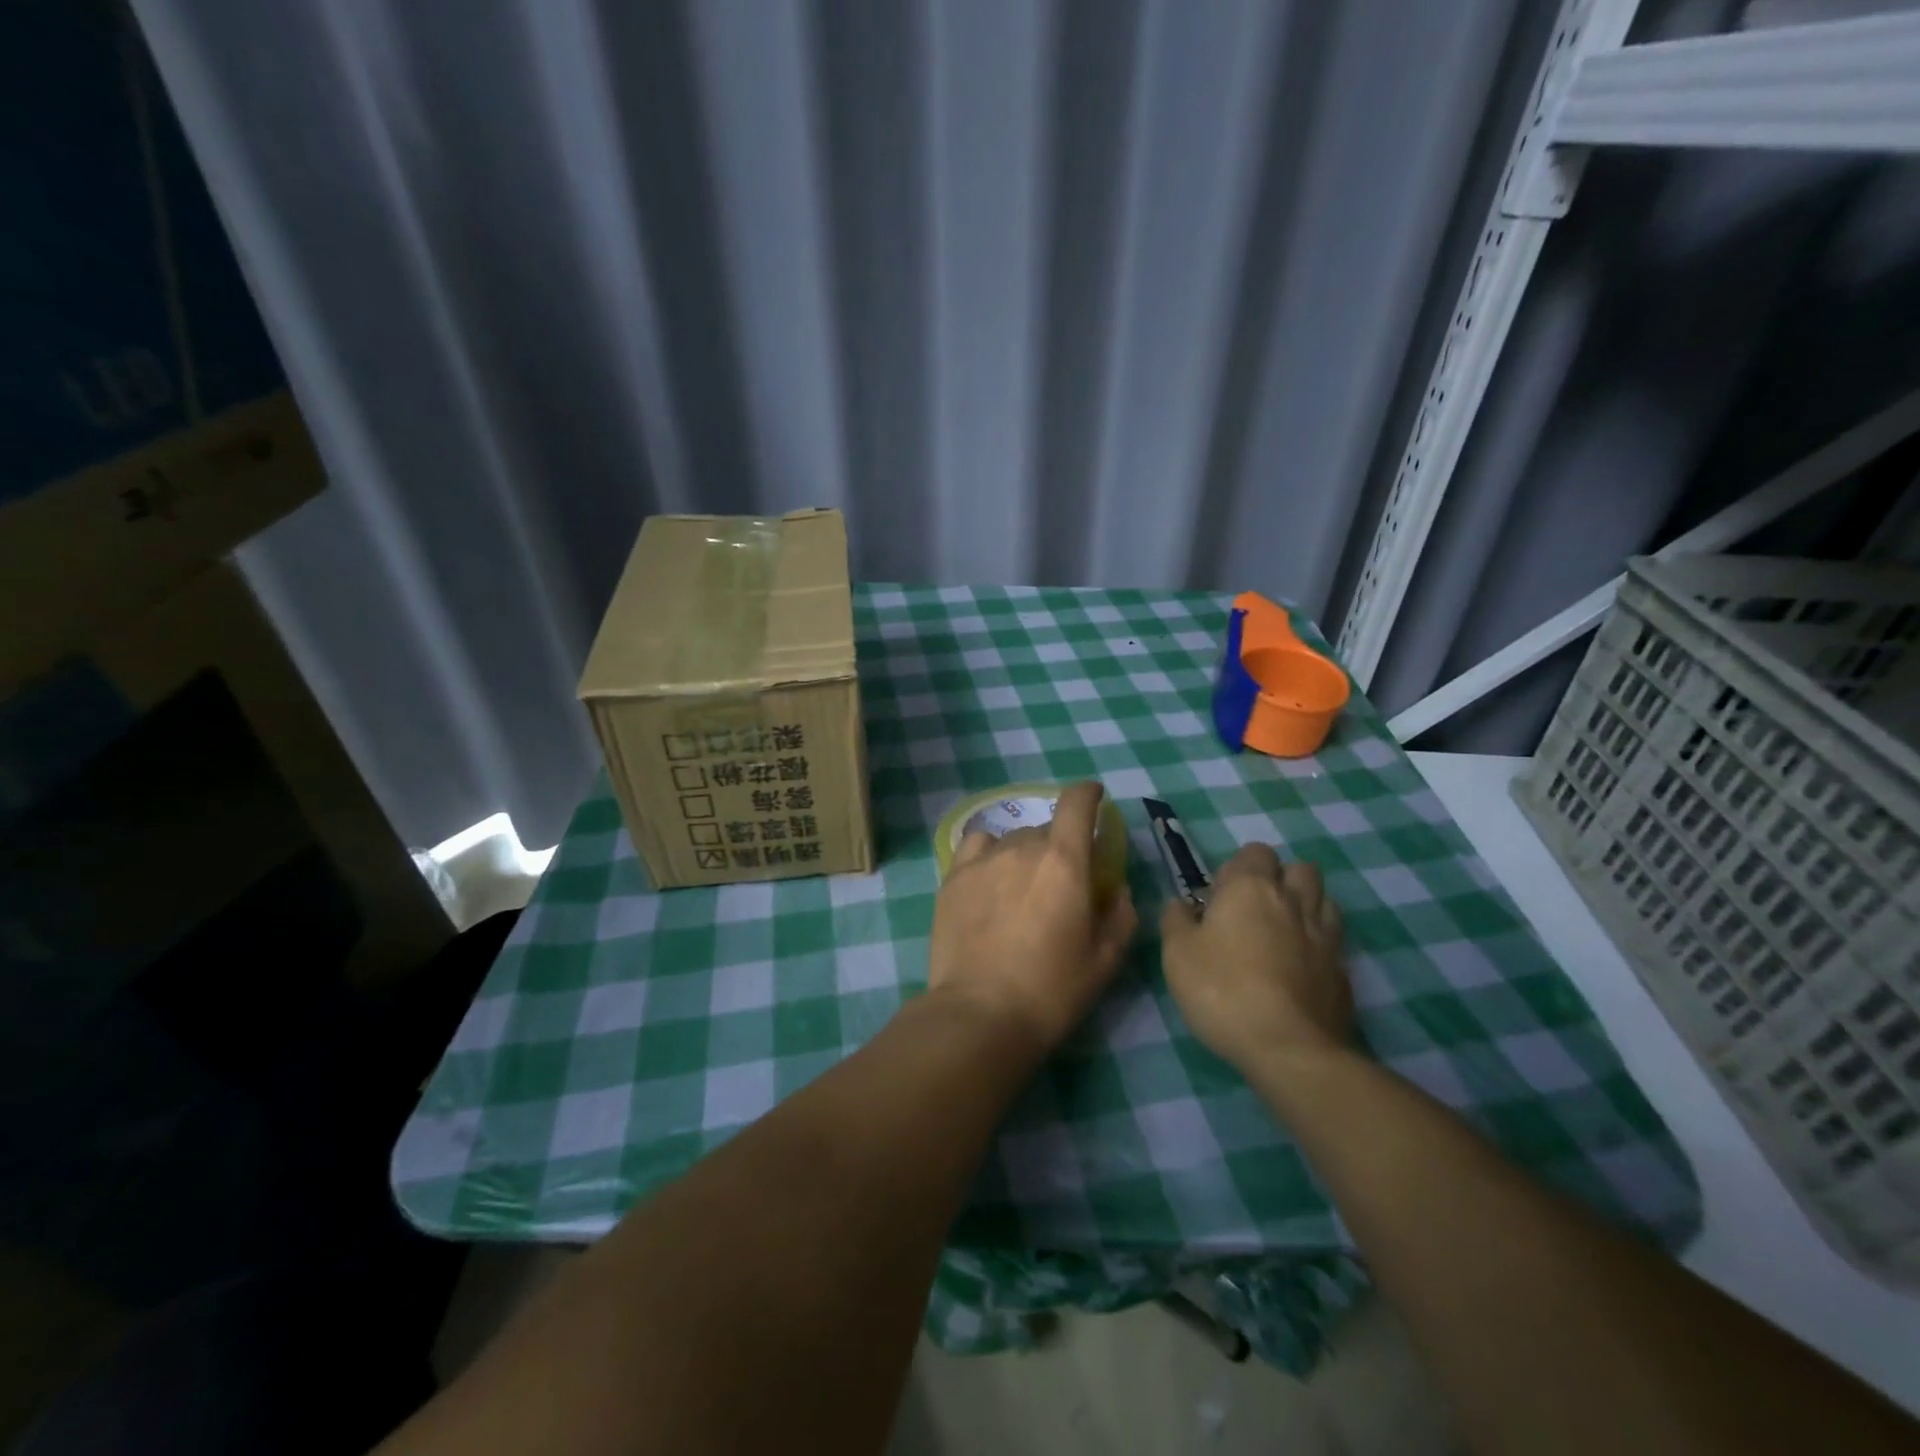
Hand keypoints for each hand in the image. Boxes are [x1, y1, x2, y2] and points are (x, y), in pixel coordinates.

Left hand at [927, 782, 1138, 1055]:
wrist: (979, 1014)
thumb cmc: (1051, 990)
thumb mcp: (1104, 960)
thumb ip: (1119, 915)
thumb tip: (1117, 889)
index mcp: (1064, 860)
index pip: (1076, 804)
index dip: (1088, 794)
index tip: (1094, 798)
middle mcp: (1022, 847)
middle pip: (1045, 829)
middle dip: (1059, 847)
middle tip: (1059, 884)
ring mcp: (982, 860)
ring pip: (1011, 840)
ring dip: (1024, 854)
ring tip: (1021, 890)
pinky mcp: (952, 877)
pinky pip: (977, 847)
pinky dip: (989, 853)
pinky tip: (989, 878)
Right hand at [1160, 843, 1349, 1074]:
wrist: (1288, 1048)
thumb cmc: (1222, 991)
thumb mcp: (1177, 954)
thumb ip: (1176, 920)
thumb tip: (1181, 904)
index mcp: (1250, 888)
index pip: (1254, 852)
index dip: (1237, 869)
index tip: (1219, 898)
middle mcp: (1293, 901)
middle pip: (1298, 868)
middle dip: (1279, 878)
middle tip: (1253, 910)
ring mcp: (1325, 935)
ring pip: (1323, 899)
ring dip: (1305, 904)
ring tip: (1282, 931)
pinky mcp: (1343, 970)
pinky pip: (1333, 941)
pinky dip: (1318, 944)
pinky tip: (1300, 967)